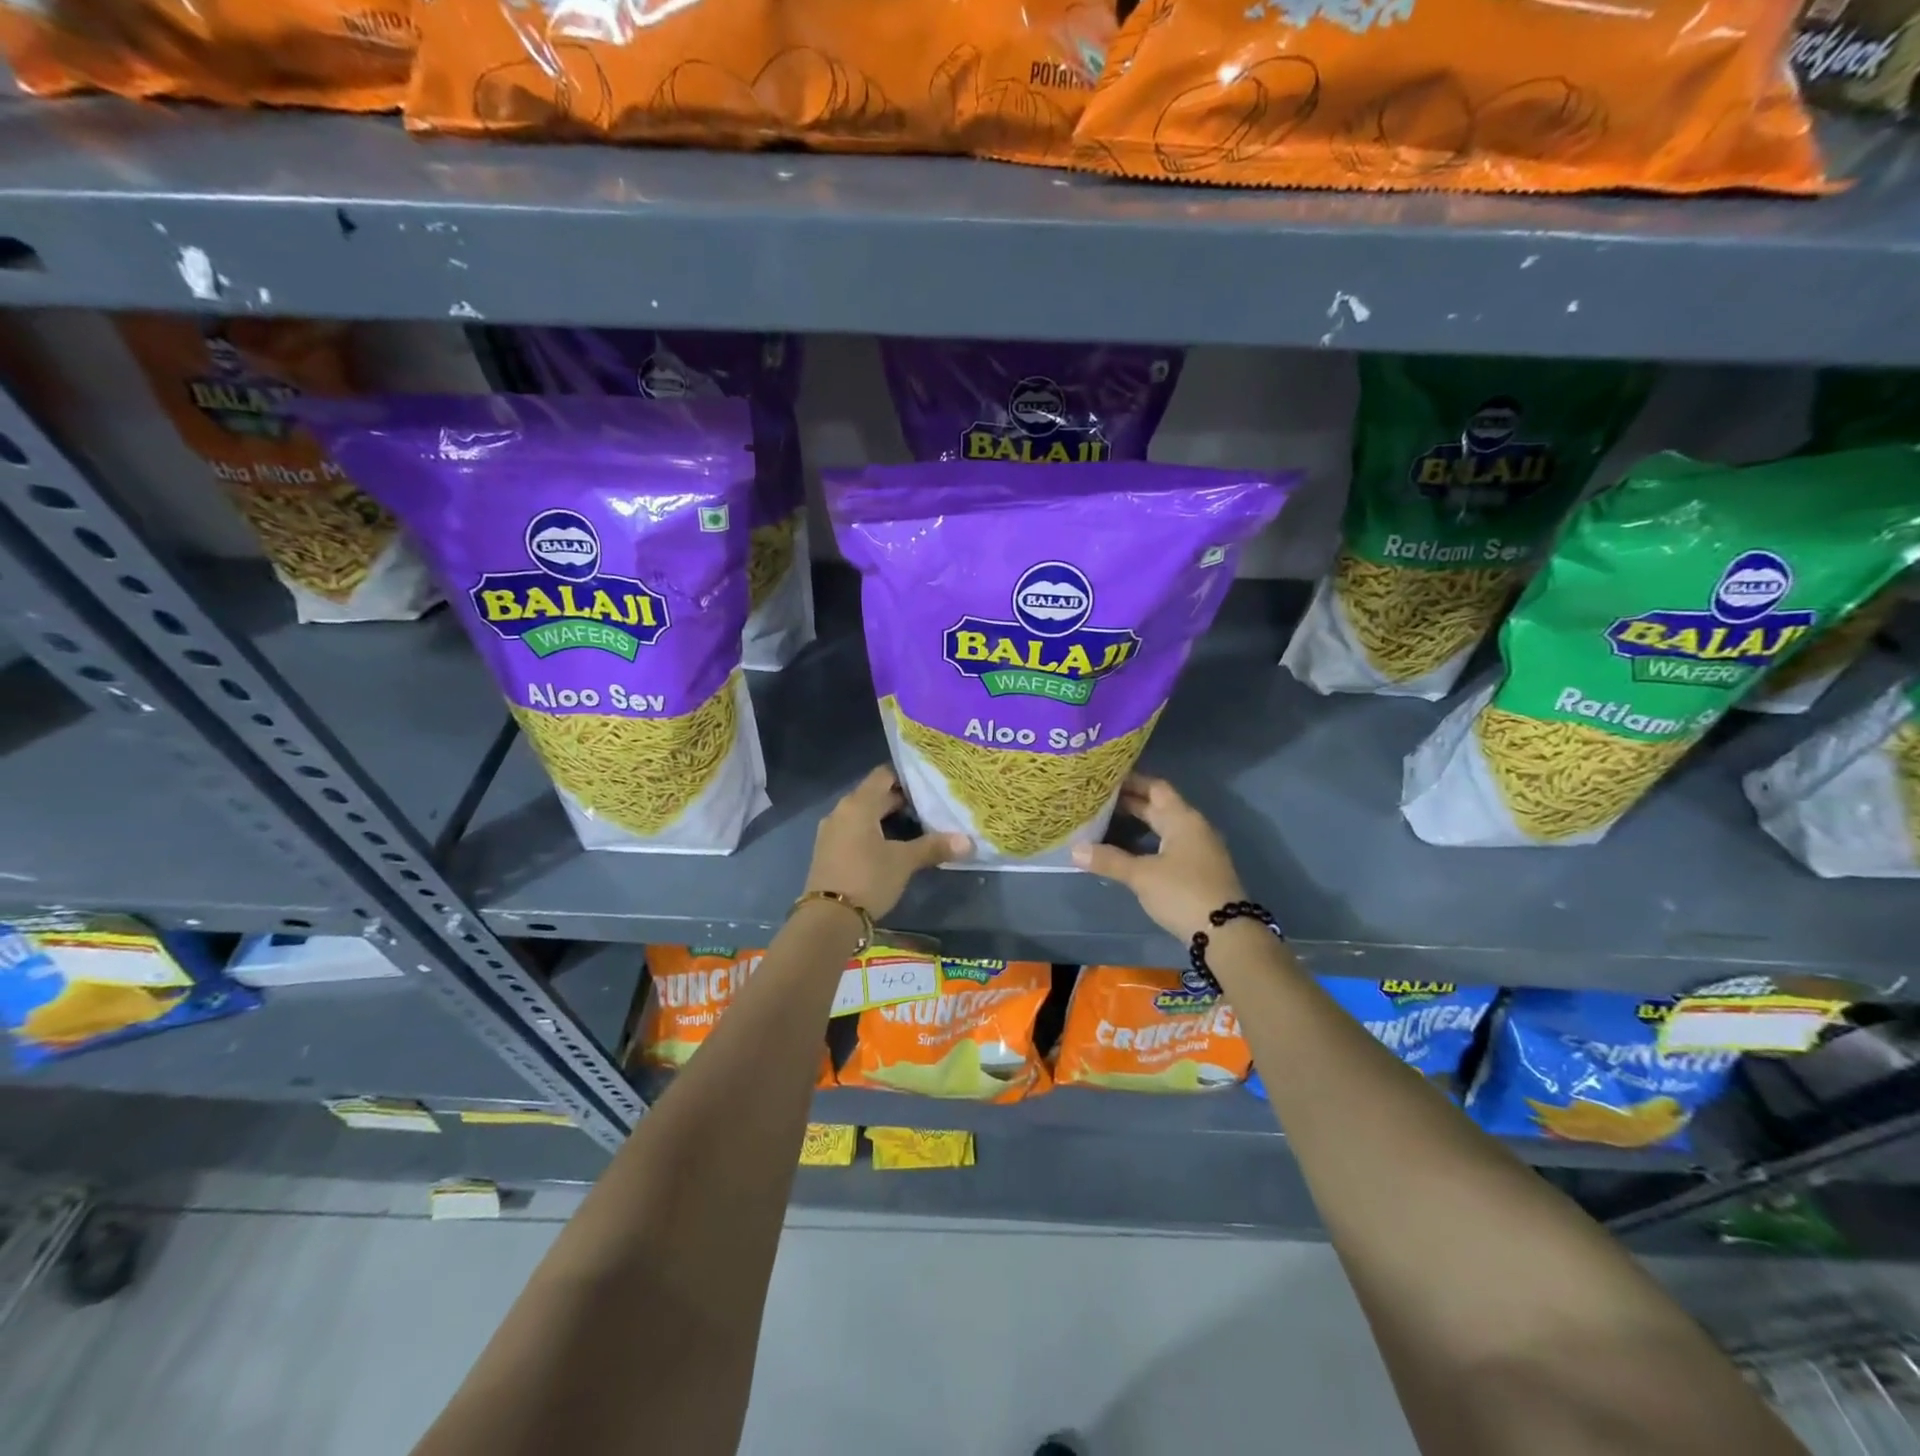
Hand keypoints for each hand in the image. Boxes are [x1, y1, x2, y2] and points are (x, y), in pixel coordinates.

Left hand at [804, 766, 970, 920]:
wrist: (828, 919)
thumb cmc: (868, 879)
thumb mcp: (904, 862)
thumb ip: (934, 847)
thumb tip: (968, 842)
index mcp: (858, 805)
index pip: (883, 775)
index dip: (906, 776)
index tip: (928, 784)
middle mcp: (841, 811)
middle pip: (874, 795)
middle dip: (900, 801)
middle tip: (930, 807)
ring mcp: (831, 832)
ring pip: (864, 815)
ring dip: (886, 818)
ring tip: (916, 827)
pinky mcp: (828, 851)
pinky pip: (854, 831)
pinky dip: (872, 833)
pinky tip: (891, 847)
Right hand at [1073, 775, 1246, 941]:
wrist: (1226, 933)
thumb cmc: (1183, 893)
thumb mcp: (1142, 875)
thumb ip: (1109, 860)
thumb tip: (1074, 849)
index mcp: (1182, 819)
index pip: (1155, 787)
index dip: (1131, 781)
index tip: (1105, 779)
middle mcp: (1193, 827)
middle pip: (1160, 806)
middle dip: (1130, 803)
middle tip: (1098, 800)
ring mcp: (1199, 849)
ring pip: (1164, 827)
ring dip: (1139, 823)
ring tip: (1107, 823)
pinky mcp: (1199, 870)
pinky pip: (1169, 845)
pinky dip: (1148, 842)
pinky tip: (1129, 852)